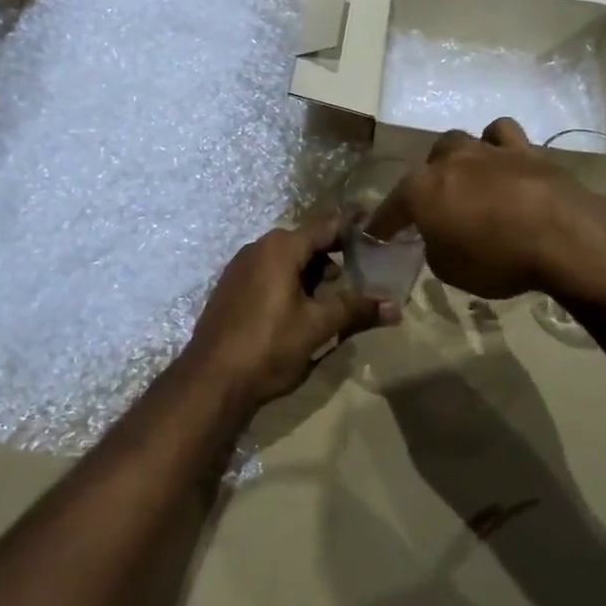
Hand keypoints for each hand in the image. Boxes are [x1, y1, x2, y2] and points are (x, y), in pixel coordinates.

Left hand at [183, 215, 388, 411]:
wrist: (210, 380)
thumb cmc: (269, 346)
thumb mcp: (318, 327)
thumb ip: (357, 310)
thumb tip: (395, 307)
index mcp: (281, 247)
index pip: (326, 225)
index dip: (353, 228)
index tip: (377, 232)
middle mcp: (259, 247)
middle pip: (306, 241)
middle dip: (334, 254)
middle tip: (363, 270)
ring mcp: (240, 267)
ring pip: (287, 258)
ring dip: (312, 271)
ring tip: (334, 295)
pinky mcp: (231, 288)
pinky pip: (268, 272)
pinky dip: (290, 281)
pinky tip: (301, 308)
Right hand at [368, 118, 605, 300]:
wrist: (562, 236)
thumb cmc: (498, 259)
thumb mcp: (451, 271)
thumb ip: (436, 247)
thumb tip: (439, 237)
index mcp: (421, 190)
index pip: (391, 208)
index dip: (383, 224)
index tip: (377, 236)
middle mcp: (448, 161)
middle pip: (425, 166)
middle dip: (425, 185)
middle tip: (434, 209)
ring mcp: (486, 150)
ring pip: (458, 142)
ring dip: (456, 160)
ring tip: (465, 180)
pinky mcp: (524, 149)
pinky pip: (500, 134)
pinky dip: (495, 144)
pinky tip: (500, 161)